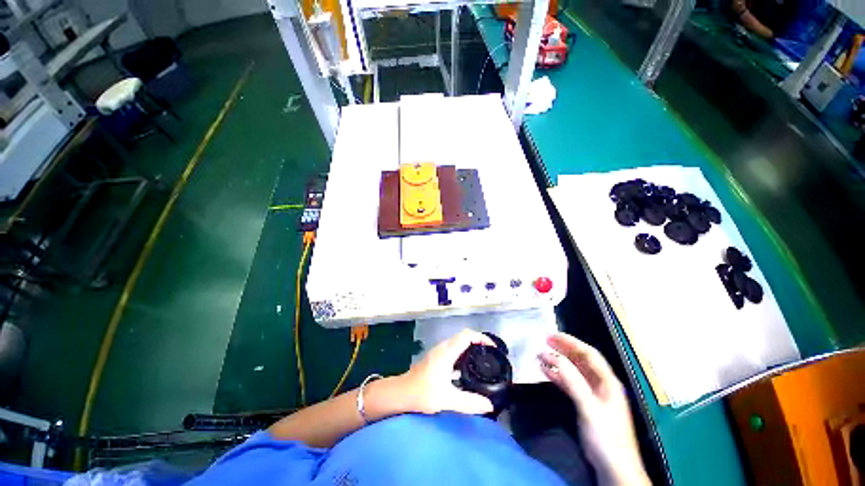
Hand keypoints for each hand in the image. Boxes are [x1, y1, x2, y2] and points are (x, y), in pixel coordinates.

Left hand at [396, 329, 494, 414]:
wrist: (401, 393)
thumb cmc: (422, 393)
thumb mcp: (447, 399)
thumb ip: (469, 402)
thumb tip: (489, 405)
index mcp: (447, 352)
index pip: (467, 336)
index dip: (482, 338)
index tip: (493, 348)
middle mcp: (443, 347)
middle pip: (464, 336)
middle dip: (479, 341)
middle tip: (491, 355)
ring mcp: (439, 351)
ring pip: (458, 342)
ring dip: (471, 347)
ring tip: (482, 360)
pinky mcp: (436, 357)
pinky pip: (454, 349)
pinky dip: (464, 353)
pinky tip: (467, 369)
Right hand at [539, 333, 649, 485]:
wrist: (614, 468)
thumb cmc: (605, 436)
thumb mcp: (589, 406)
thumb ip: (571, 379)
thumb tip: (551, 355)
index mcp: (607, 381)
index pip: (589, 354)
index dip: (571, 342)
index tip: (552, 336)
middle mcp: (601, 384)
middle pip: (581, 360)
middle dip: (563, 349)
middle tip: (544, 340)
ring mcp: (593, 394)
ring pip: (574, 371)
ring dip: (558, 362)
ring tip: (541, 355)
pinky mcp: (585, 404)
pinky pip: (570, 384)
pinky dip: (558, 376)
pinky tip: (545, 372)